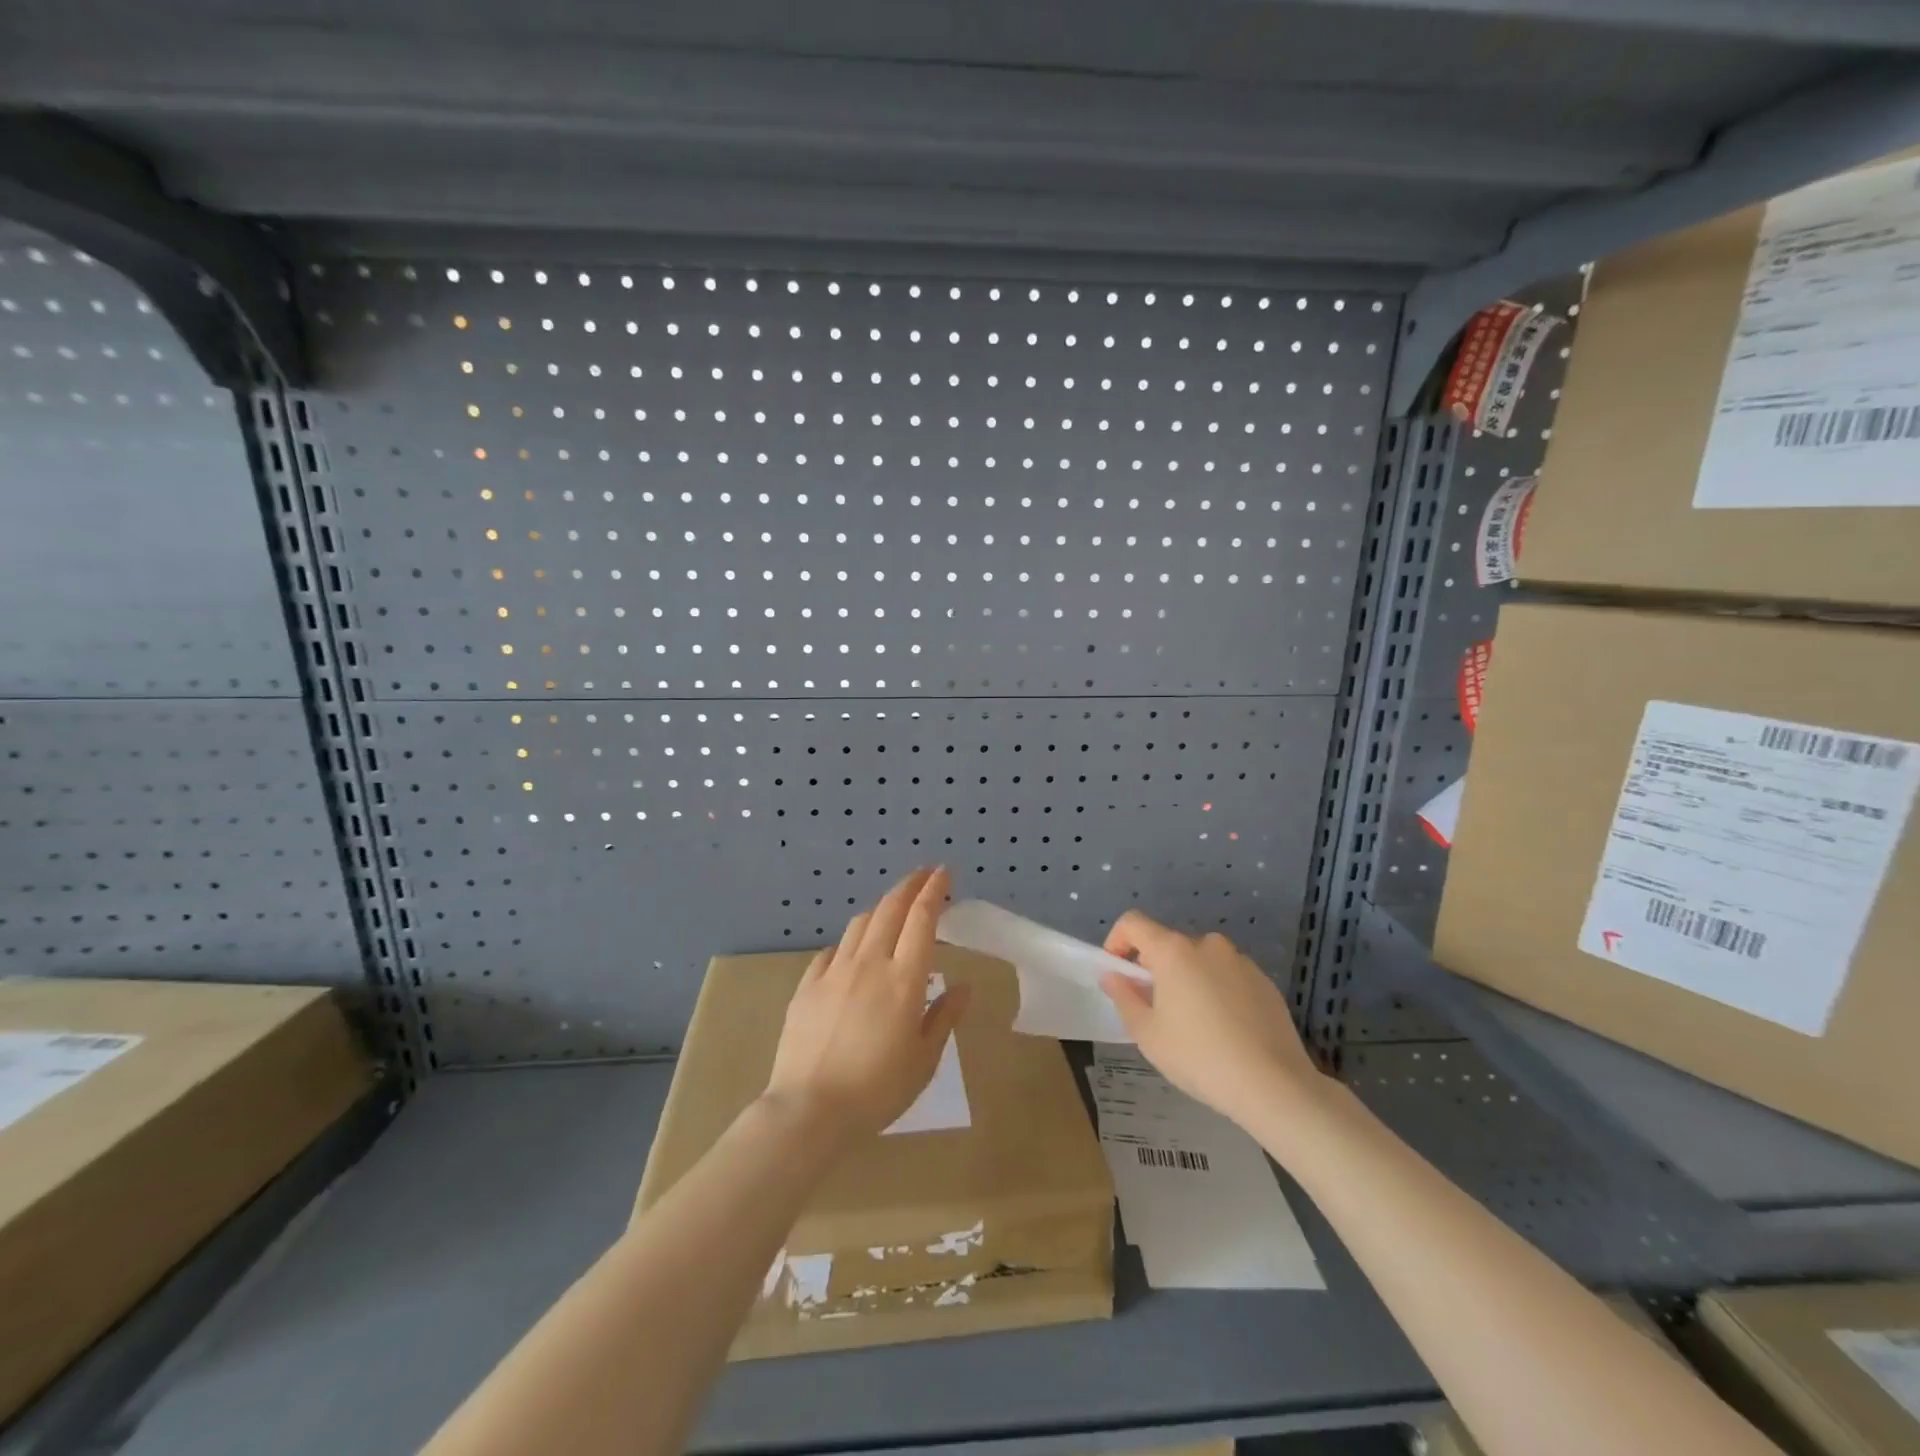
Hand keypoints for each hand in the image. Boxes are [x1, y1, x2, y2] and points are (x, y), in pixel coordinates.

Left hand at [764, 867, 969, 1144]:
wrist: (809, 1109)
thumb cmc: (877, 1090)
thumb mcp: (924, 1060)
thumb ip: (944, 1017)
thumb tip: (963, 986)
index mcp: (904, 979)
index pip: (922, 919)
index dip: (934, 891)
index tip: (943, 873)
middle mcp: (869, 963)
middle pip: (890, 909)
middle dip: (909, 885)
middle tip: (923, 876)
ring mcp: (834, 971)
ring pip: (860, 923)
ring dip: (880, 909)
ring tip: (891, 910)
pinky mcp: (807, 985)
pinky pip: (831, 951)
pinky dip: (849, 942)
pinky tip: (851, 952)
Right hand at [1099, 910, 1325, 1129]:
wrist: (1274, 1086)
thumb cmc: (1199, 1057)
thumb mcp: (1148, 1034)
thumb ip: (1124, 998)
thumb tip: (1113, 976)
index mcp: (1173, 951)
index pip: (1133, 923)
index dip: (1117, 941)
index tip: (1118, 973)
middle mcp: (1208, 945)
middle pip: (1169, 945)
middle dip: (1156, 969)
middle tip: (1155, 1009)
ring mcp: (1241, 961)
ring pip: (1201, 962)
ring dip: (1189, 980)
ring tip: (1194, 1024)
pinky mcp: (1266, 982)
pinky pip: (1229, 978)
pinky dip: (1218, 992)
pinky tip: (1226, 1031)